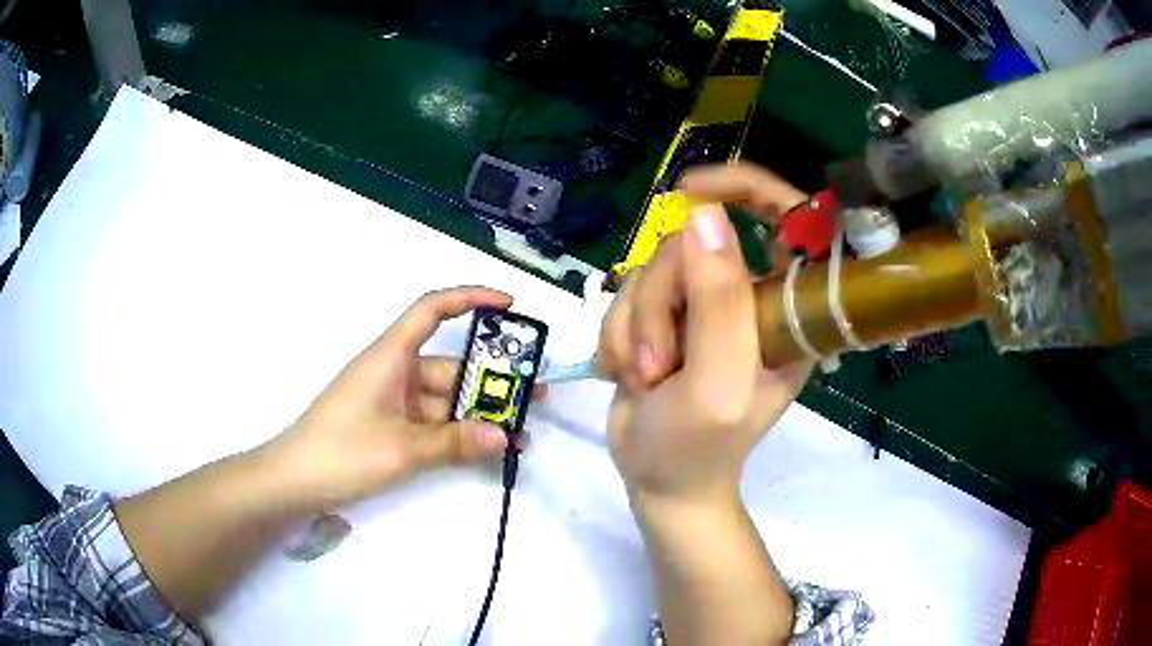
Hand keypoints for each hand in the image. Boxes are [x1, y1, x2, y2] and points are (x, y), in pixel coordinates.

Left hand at [265, 287, 522, 510]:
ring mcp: (395, 402)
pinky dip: (459, 434)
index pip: (432, 309)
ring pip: (446, 400)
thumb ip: (455, 442)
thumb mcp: (403, 448)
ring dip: (479, 415)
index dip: (471, 298)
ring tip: (520, 433)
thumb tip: (505, 436)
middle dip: (492, 380)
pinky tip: (487, 449)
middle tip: (534, 396)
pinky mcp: (393, 427)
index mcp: (391, 356)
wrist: (296, 480)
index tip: (510, 306)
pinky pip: (434, 424)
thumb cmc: (342, 450)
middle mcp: (396, 372)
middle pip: (451, 366)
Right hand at [598, 163, 811, 503]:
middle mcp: (749, 296)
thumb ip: (718, 301)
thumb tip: (704, 215)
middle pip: (693, 242)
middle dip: (659, 302)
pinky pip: (627, 292)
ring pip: (652, 268)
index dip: (744, 187)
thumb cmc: (699, 447)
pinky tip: (630, 374)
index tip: (689, 193)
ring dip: (635, 325)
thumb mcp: (716, 382)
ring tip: (645, 377)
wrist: (658, 480)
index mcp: (786, 309)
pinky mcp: (665, 314)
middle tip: (657, 362)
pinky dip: (618, 334)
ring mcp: (703, 304)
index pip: (789, 217)